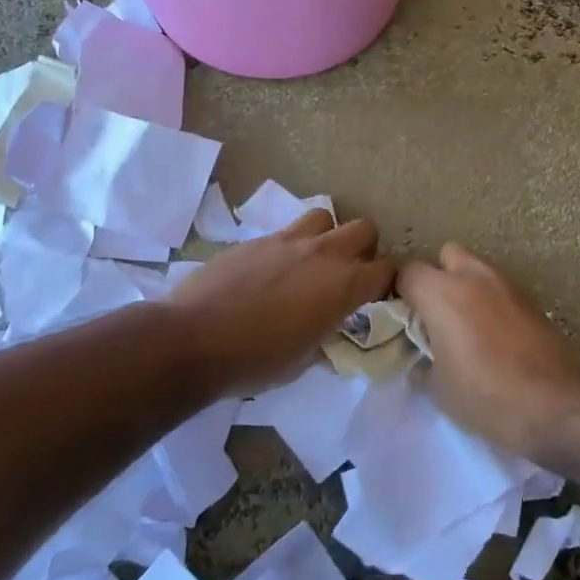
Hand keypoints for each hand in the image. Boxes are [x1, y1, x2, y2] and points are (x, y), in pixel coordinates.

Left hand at [164, 210, 393, 395]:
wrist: (193, 340)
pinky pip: (285, 232)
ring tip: (312, 261)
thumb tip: (329, 333)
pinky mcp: (257, 239)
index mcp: (343, 285)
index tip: (377, 296)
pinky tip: (271, 272)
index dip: (386, 283)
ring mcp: (288, 240)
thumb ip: (325, 338)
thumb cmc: (255, 360)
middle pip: (364, 228)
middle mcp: (323, 253)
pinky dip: (288, 247)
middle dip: (364, 248)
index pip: (385, 271)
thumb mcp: (302, 362)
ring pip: (324, 217)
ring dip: (326, 235)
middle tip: (349, 271)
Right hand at [396, 244, 579, 454]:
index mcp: (442, 293)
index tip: (405, 319)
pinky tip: (496, 334)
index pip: (408, 272)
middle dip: (438, 277)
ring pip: (477, 267)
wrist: (552, 404)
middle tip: (437, 315)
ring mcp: (506, 283)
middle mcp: (473, 276)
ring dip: (467, 286)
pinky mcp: (531, 297)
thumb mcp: (438, 387)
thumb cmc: (485, 396)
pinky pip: (501, 287)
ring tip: (468, 325)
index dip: (402, 293)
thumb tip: (422, 351)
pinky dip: (492, 300)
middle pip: (446, 255)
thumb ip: (423, 357)